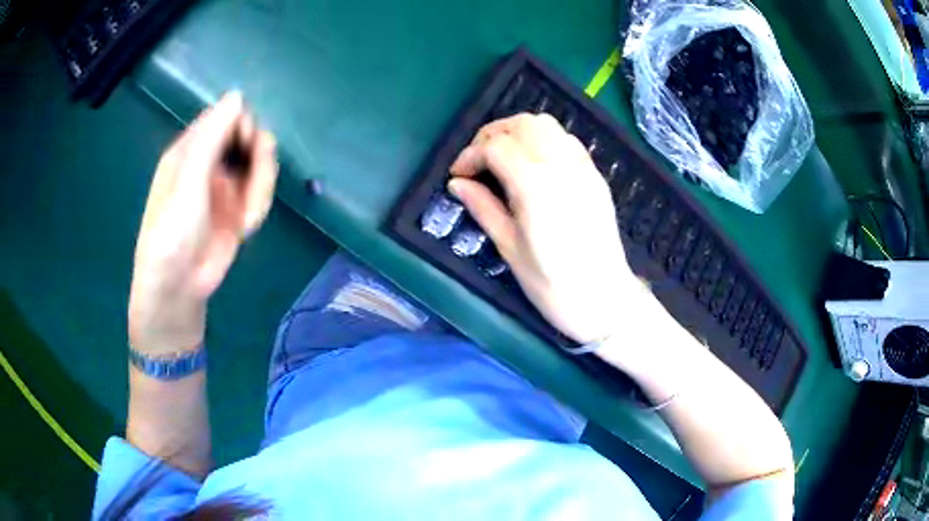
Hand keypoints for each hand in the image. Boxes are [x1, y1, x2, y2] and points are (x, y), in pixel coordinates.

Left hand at [129, 92, 277, 354]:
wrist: (179, 283)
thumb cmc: (173, 227)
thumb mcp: (189, 177)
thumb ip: (213, 135)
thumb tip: (237, 94)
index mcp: (192, 149)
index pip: (225, 118)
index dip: (241, 123)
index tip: (247, 139)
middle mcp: (210, 163)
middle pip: (248, 138)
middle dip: (257, 156)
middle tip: (257, 173)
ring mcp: (226, 186)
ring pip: (260, 166)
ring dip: (260, 187)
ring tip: (247, 215)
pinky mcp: (240, 209)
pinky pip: (262, 193)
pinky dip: (259, 207)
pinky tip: (246, 227)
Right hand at [449, 113, 646, 343]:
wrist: (605, 300)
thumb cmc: (553, 285)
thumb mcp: (510, 249)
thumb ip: (483, 208)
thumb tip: (457, 184)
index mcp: (536, 186)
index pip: (496, 147)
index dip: (470, 155)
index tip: (458, 174)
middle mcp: (561, 165)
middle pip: (522, 124)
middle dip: (492, 135)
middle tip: (478, 162)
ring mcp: (583, 167)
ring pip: (546, 125)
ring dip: (518, 132)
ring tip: (503, 158)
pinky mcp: (595, 175)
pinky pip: (566, 139)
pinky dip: (543, 140)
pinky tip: (533, 164)